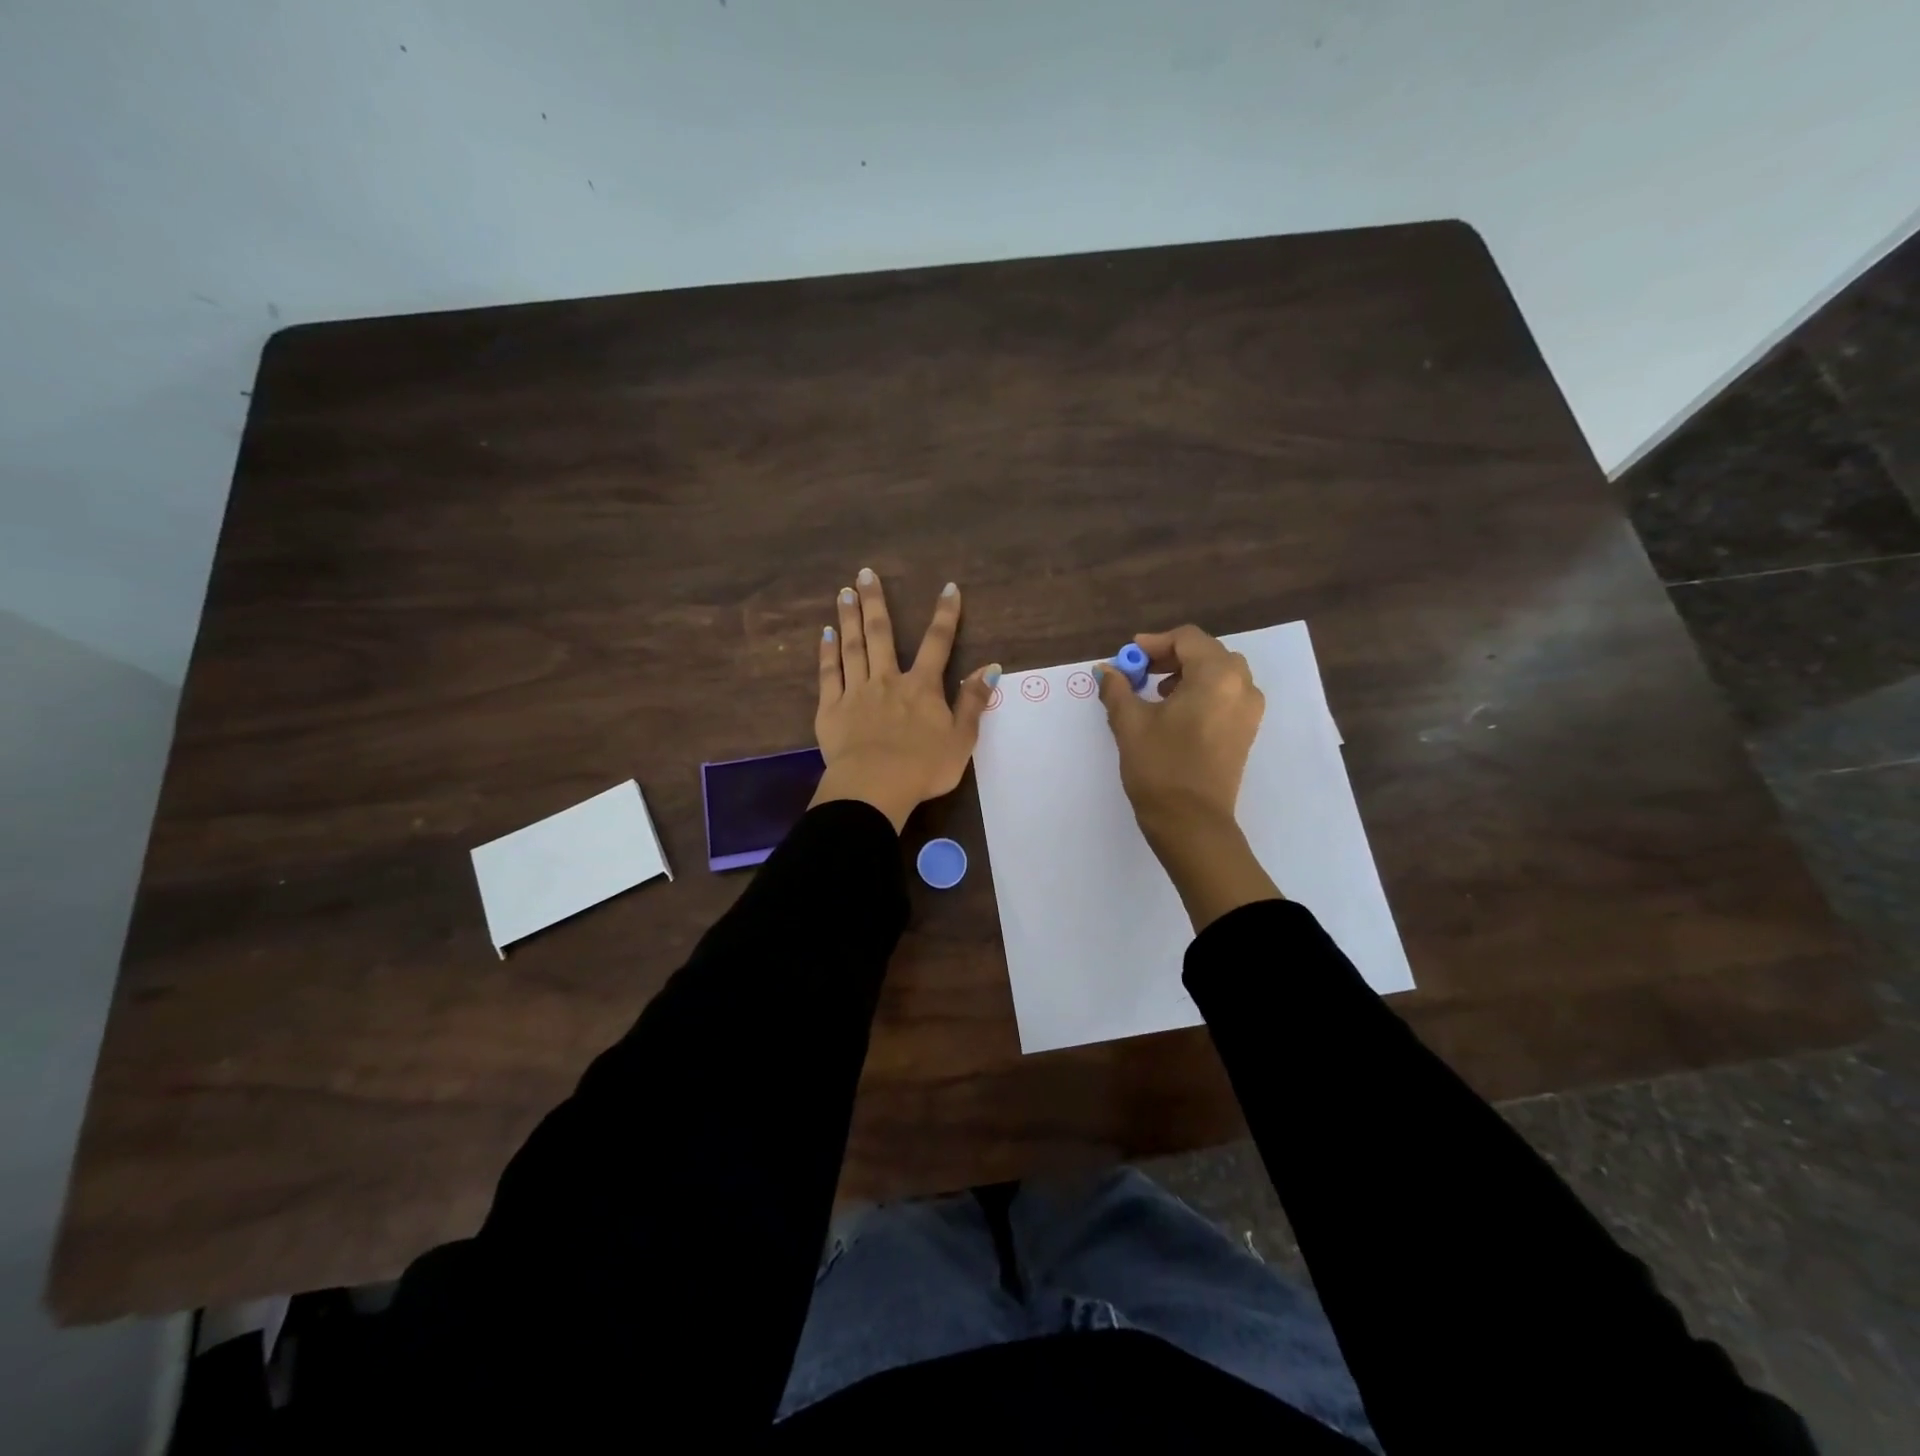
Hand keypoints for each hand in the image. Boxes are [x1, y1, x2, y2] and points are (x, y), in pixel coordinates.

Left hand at [811, 569, 1000, 831]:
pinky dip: (826, 653)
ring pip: (852, 647)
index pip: (937, 643)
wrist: (875, 786)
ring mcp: (856, 692)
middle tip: (864, 574)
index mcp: (922, 688)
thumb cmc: (924, 767)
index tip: (948, 588)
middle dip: (875, 602)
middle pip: (881, 634)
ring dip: (848, 618)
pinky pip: (828, 674)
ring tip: (843, 593)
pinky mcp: (831, 709)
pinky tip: (824, 634)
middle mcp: (888, 680)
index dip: (945, 614)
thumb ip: (974, 701)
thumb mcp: (962, 738)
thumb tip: (991, 667)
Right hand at [1097, 625, 1280, 928]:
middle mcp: (1242, 686)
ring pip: (1219, 674)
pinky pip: (1226, 695)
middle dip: (1171, 657)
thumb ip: (1118, 689)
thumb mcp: (1130, 723)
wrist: (1192, 823)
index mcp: (1217, 676)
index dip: (1154, 643)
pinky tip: (1175, 713)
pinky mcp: (1246, 731)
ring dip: (1187, 674)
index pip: (1188, 639)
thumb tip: (1106, 670)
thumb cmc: (1160, 767)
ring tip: (1155, 693)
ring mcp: (1249, 710)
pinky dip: (1201, 692)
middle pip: (1207, 653)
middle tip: (1140, 672)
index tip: (1129, 657)